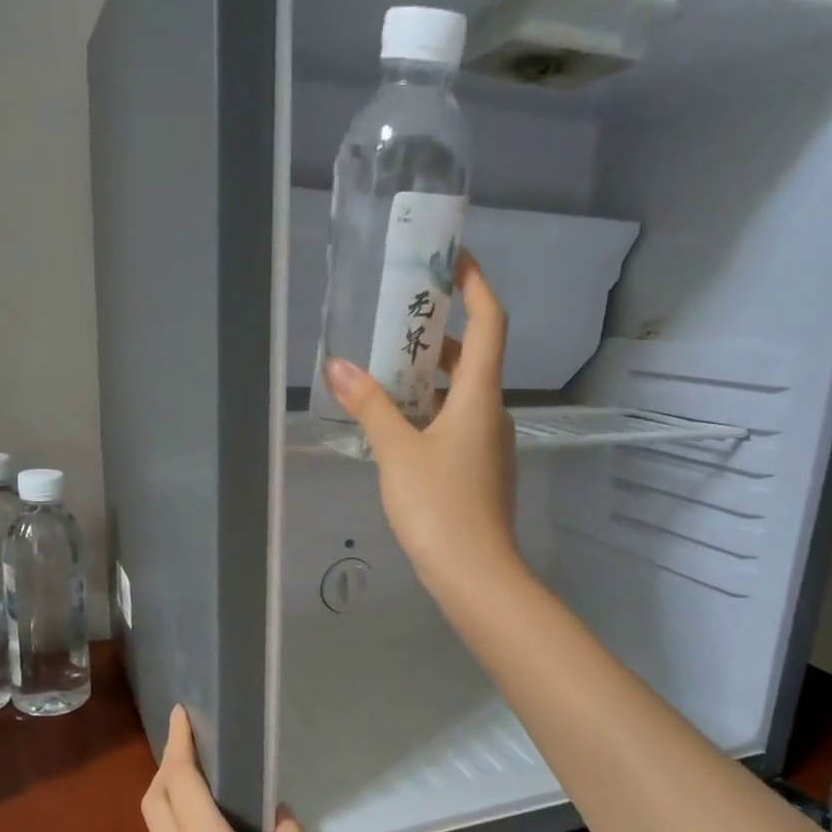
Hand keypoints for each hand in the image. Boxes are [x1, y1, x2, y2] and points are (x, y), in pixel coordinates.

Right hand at [324, 251, 520, 600]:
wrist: (474, 573)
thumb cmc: (438, 505)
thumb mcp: (396, 452)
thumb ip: (370, 406)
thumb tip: (338, 367)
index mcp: (479, 396)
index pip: (489, 322)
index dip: (475, 284)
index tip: (452, 258)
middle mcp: (492, 412)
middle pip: (474, 356)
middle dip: (440, 332)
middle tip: (399, 318)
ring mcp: (490, 444)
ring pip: (464, 393)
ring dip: (432, 375)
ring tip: (388, 368)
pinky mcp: (481, 470)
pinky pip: (458, 422)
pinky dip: (433, 409)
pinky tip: (400, 422)